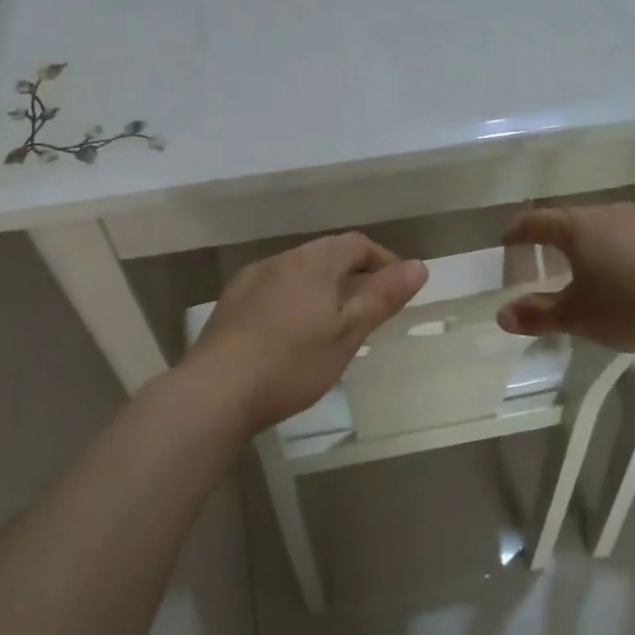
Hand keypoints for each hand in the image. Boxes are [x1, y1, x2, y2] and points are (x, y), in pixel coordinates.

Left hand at [189, 233, 428, 432]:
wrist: (216, 391)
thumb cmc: (292, 362)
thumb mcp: (347, 333)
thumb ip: (382, 297)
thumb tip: (418, 266)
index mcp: (312, 262)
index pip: (357, 244)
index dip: (383, 260)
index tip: (397, 289)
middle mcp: (280, 260)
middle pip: (326, 255)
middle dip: (353, 275)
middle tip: (369, 311)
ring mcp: (251, 280)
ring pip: (298, 272)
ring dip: (322, 288)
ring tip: (333, 324)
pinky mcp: (231, 303)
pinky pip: (274, 289)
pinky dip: (294, 300)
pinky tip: (291, 333)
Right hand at [497, 204, 634, 352]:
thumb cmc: (633, 305)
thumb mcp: (579, 317)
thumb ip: (539, 315)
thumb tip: (502, 315)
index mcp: (578, 227)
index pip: (536, 222)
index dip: (517, 233)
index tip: (507, 244)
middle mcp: (608, 212)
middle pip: (570, 221)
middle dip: (552, 241)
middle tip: (543, 263)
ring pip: (603, 228)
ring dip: (588, 246)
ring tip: (586, 272)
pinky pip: (631, 237)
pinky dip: (618, 252)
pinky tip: (628, 277)